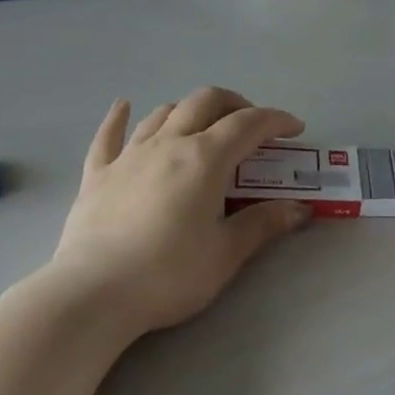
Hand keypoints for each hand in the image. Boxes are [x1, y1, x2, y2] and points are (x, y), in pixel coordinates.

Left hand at [47, 88, 310, 335]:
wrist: (94, 292)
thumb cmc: (169, 274)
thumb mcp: (226, 254)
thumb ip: (263, 224)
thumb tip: (299, 210)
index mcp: (205, 158)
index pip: (248, 124)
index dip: (276, 119)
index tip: (295, 129)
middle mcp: (168, 144)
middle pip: (205, 102)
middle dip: (234, 104)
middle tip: (251, 124)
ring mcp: (129, 155)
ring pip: (163, 113)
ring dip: (189, 110)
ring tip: (202, 125)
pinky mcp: (98, 174)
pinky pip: (109, 135)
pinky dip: (119, 117)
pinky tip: (123, 106)